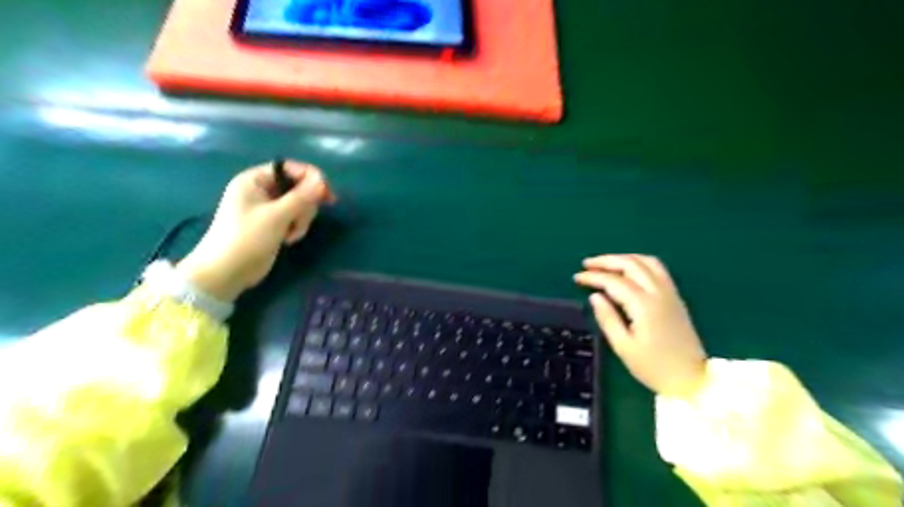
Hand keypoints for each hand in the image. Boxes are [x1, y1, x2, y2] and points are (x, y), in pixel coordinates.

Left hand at [177, 162, 334, 303]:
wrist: (227, 271)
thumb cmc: (247, 238)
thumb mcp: (277, 216)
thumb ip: (302, 197)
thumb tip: (322, 181)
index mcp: (255, 180)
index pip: (289, 168)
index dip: (311, 178)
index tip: (328, 195)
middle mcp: (261, 190)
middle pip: (297, 187)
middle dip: (304, 205)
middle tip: (299, 221)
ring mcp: (267, 208)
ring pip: (299, 204)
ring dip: (301, 219)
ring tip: (291, 234)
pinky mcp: (272, 223)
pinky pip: (294, 217)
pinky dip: (296, 227)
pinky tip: (288, 239)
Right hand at [575, 256, 708, 397]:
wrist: (692, 379)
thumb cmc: (653, 367)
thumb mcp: (624, 347)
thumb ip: (608, 318)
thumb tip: (594, 296)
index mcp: (644, 306)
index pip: (614, 281)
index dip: (593, 277)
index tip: (576, 278)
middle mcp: (658, 292)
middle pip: (631, 264)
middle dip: (606, 261)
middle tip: (587, 264)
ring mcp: (669, 292)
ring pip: (646, 262)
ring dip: (623, 258)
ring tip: (605, 264)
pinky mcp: (675, 296)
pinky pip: (657, 269)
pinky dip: (639, 262)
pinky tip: (628, 269)